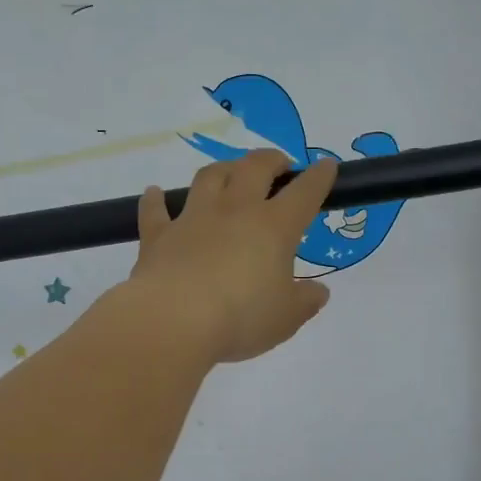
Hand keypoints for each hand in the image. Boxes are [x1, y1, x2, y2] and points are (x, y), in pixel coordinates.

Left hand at [121, 149, 338, 365]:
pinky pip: (155, 210)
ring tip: (230, 172)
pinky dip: (155, 199)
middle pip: (254, 168)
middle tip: (278, 164)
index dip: (319, 177)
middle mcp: (234, 211)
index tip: (327, 166)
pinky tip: (154, 193)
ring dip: (223, 169)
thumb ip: (305, 301)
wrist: (174, 321)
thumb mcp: (286, 318)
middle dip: (271, 160)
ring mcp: (193, 219)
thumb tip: (320, 291)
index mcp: (274, 227)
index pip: (304, 193)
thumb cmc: (240, 318)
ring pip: (210, 177)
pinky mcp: (158, 236)